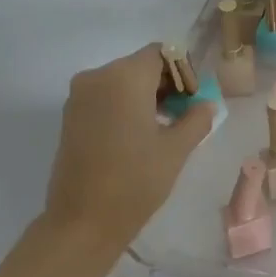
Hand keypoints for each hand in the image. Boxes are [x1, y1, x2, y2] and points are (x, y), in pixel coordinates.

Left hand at [42, 43, 214, 256]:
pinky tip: (137, 137)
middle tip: (184, 116)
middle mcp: (97, 76)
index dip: (183, 72)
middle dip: (165, 84)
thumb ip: (196, 119)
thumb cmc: (135, 182)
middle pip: (140, 65)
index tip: (193, 101)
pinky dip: (124, 106)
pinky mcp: (70, 116)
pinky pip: (104, 97)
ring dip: (144, 96)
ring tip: (162, 130)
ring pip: (121, 81)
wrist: (82, 223)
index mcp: (125, 77)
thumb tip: (205, 105)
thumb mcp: (176, 150)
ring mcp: (79, 96)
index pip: (162, 54)